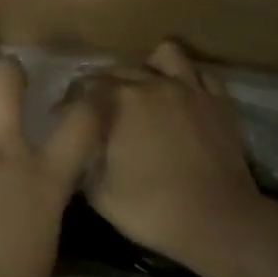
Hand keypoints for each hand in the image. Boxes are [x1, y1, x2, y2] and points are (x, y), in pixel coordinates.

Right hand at [82, 41, 262, 276]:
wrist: (218, 221)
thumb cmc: (153, 210)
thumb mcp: (100, 194)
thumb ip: (84, 162)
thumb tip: (81, 149)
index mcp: (119, 102)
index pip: (83, 89)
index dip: (67, 104)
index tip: (58, 118)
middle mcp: (152, 83)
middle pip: (118, 70)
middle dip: (100, 84)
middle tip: (94, 106)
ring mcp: (189, 89)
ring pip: (165, 56)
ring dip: (149, 66)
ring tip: (144, 86)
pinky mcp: (219, 101)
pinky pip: (200, 75)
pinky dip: (187, 81)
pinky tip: (181, 97)